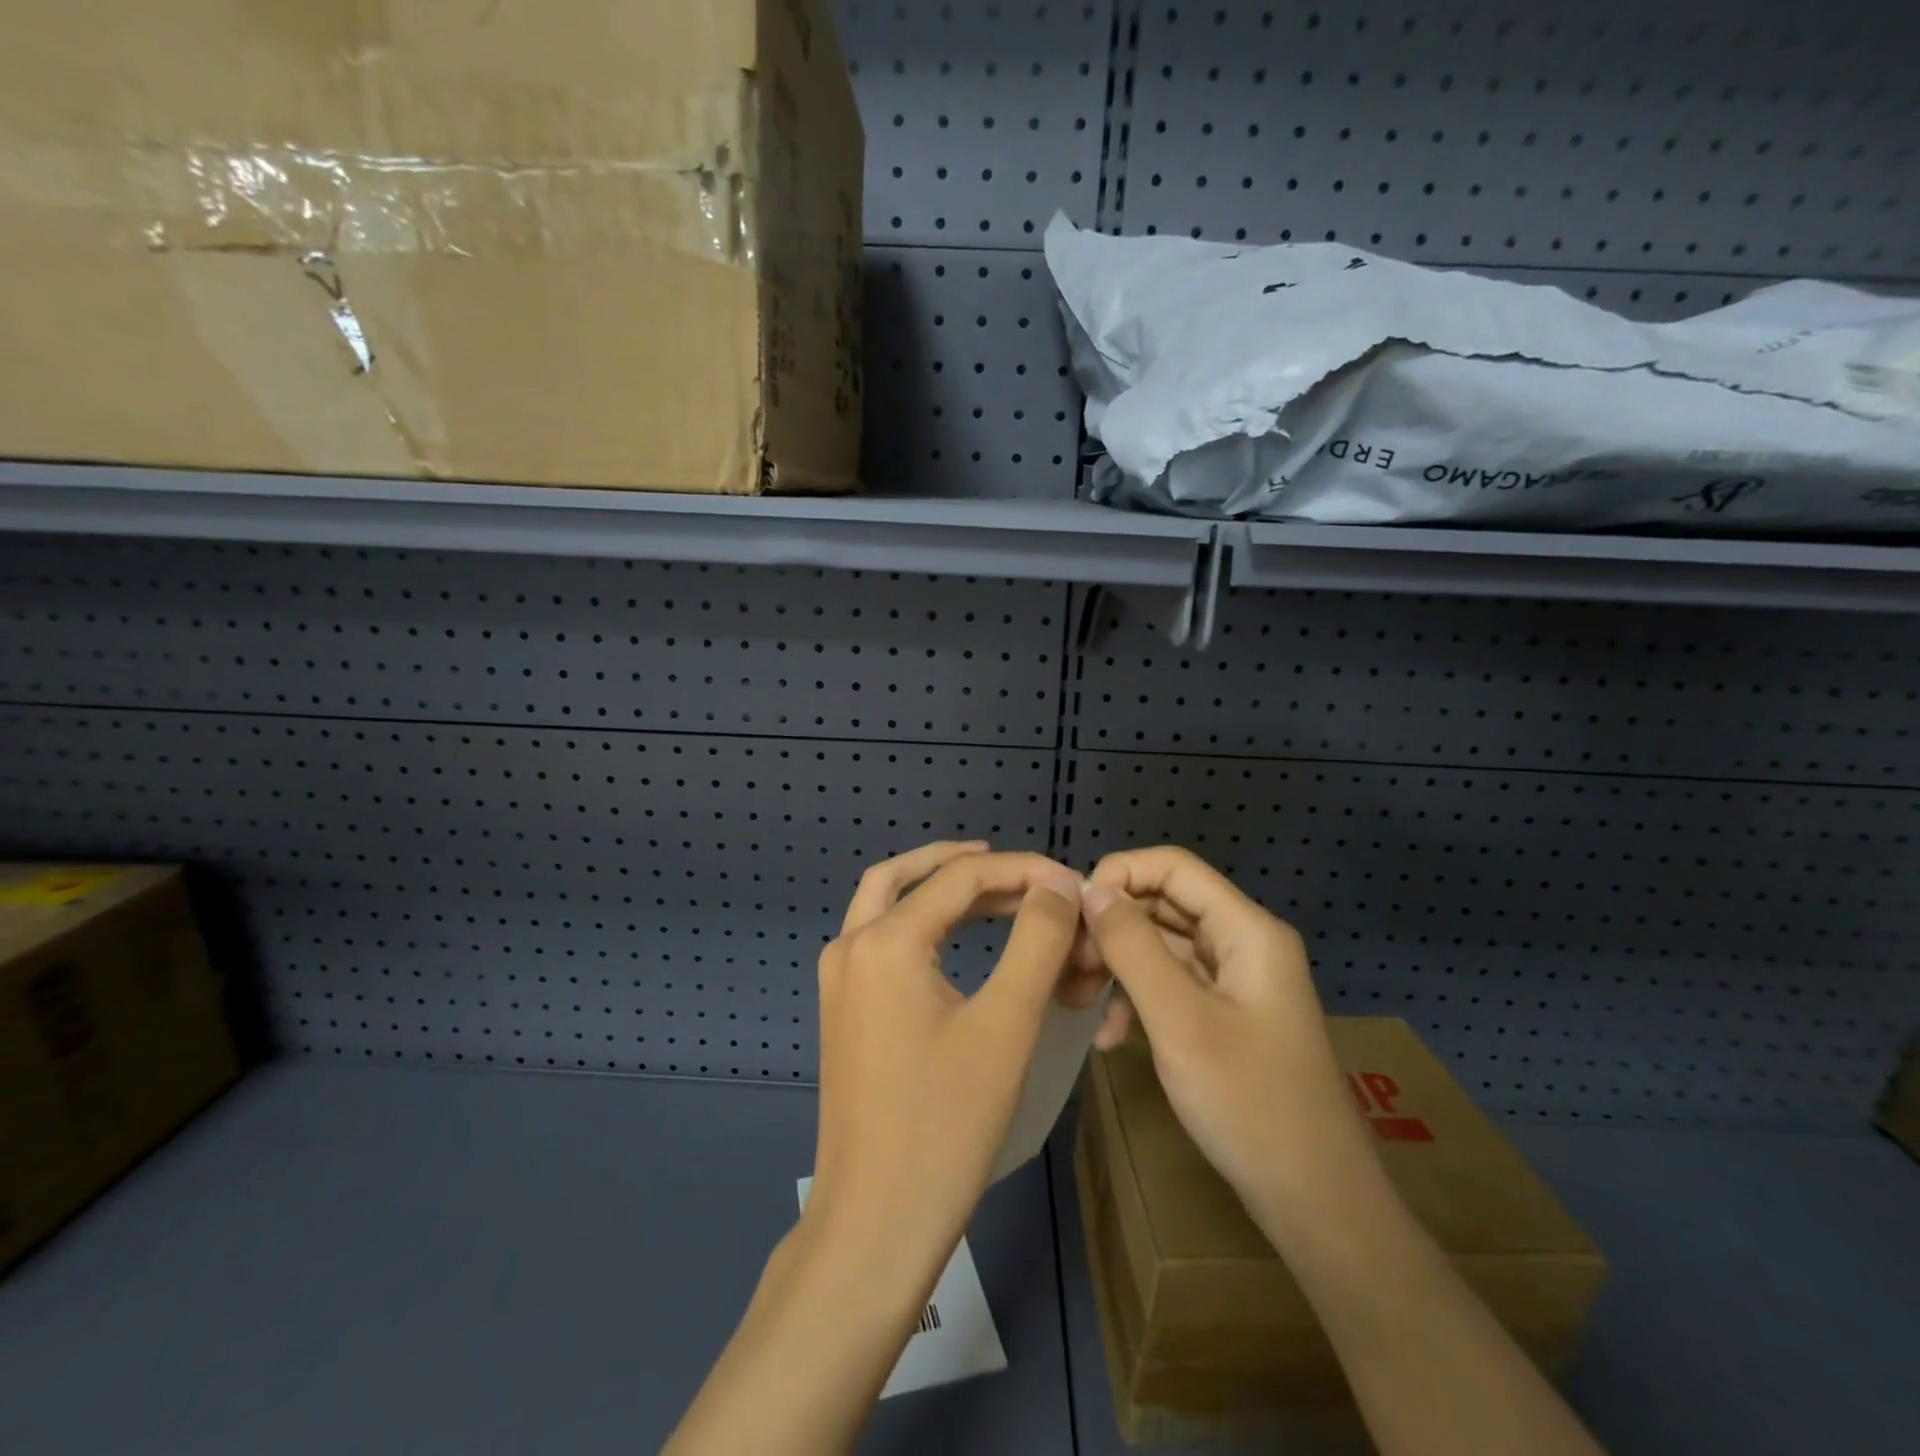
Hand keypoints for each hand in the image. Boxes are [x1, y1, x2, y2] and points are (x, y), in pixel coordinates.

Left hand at [806, 842, 1085, 1292]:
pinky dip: (921, 920)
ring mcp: (838, 978)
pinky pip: (881, 937)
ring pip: (887, 901)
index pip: (960, 877)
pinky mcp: (841, 1007)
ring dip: (939, 886)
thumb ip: (1037, 940)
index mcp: (884, 941)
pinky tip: (957, 936)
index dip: (1021, 870)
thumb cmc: (947, 1123)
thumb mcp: (1007, 1024)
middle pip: (910, 875)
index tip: (1071, 881)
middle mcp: (850, 946)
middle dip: (970, 866)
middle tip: (1027, 876)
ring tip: (997, 892)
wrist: (876, 1221)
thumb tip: (1059, 882)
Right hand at [1079, 846, 1372, 1236]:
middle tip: (1067, 963)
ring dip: (1117, 965)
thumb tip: (1090, 890)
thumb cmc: (1249, 1104)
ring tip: (1076, 998)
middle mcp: (1243, 943)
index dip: (1120, 875)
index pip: (1174, 867)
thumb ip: (1133, 947)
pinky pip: (1171, 985)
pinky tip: (1109, 1038)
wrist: (1316, 1203)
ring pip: (1162, 945)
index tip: (1074, 913)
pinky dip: (1136, 999)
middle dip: (1111, 926)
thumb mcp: (1179, 1020)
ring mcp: (1235, 981)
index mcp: (1246, 931)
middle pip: (1165, 904)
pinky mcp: (1225, 1015)